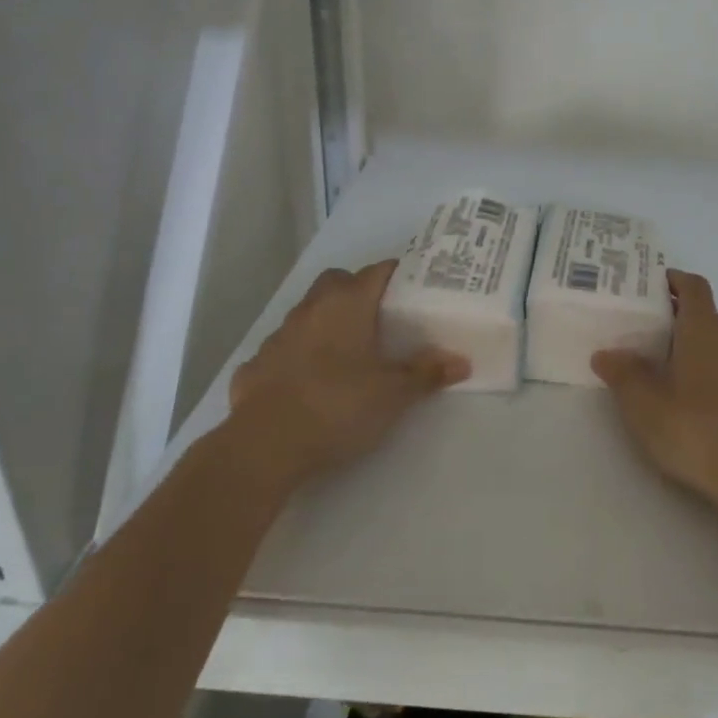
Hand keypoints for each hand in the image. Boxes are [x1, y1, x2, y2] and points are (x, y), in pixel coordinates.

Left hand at [227, 261, 467, 491]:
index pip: (377, 271)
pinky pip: (284, 349)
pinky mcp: (256, 366)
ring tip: (349, 352)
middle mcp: (311, 310)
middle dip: (358, 290)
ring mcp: (278, 336)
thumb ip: (426, 374)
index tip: (417, 287)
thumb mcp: (393, 394)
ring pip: (308, 313)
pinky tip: (310, 383)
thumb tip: (461, 362)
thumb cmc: (338, 406)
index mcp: (346, 305)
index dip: (399, 274)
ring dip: (327, 323)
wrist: (264, 446)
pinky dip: (300, 357)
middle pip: (337, 282)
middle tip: (381, 317)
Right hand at [592, 270, 717, 514]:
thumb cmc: (695, 428)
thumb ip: (623, 373)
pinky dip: (703, 368)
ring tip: (655, 364)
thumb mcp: (644, 403)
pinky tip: (682, 394)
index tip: (647, 285)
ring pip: (714, 341)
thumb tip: (606, 354)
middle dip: (672, 317)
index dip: (672, 280)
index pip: (693, 286)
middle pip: (702, 313)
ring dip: (688, 345)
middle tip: (637, 329)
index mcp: (705, 328)